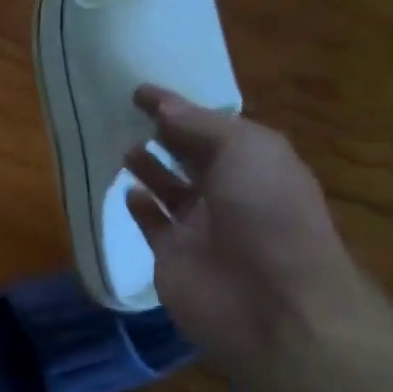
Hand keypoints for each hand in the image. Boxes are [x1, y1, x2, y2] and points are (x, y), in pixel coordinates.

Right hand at [124, 85, 369, 387]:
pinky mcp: (173, 255)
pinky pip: (153, 224)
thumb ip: (199, 125)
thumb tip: (163, 105)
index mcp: (254, 162)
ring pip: (169, 188)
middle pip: (190, 155)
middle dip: (163, 135)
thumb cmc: (266, 212)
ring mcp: (200, 226)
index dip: (178, 107)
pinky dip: (140, 206)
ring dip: (149, 167)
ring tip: (122, 146)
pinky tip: (128, 191)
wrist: (270, 300)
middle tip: (123, 114)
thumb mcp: (245, 149)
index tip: (140, 91)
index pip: (211, 126)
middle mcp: (229, 191)